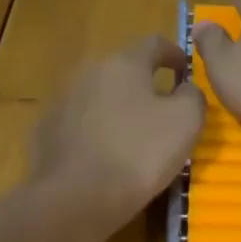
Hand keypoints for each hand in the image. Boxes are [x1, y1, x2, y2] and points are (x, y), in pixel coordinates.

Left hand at [31, 33, 204, 232]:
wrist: (77, 198)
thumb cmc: (139, 154)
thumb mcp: (186, 122)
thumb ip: (193, 95)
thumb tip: (185, 88)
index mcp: (124, 63)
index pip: (154, 44)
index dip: (175, 54)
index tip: (185, 71)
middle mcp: (88, 72)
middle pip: (123, 71)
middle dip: (144, 86)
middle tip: (163, 111)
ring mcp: (63, 101)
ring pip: (100, 98)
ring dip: (118, 110)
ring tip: (133, 138)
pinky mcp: (47, 131)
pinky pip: (80, 125)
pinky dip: (96, 133)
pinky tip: (104, 157)